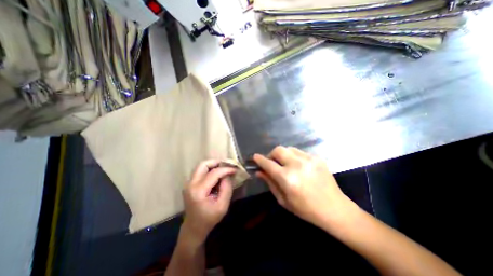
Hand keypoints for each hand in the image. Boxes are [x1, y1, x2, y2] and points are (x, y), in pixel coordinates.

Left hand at [181, 159, 236, 243]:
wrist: (193, 229)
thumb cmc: (209, 219)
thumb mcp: (222, 206)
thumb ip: (226, 188)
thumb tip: (227, 175)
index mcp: (199, 191)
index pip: (214, 173)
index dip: (226, 169)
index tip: (235, 169)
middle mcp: (191, 184)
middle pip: (203, 164)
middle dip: (216, 162)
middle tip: (227, 165)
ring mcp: (188, 183)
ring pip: (201, 166)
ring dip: (213, 165)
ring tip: (223, 169)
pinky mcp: (190, 184)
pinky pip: (200, 171)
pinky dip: (209, 169)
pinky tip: (217, 175)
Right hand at [254, 146, 353, 228]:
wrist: (334, 209)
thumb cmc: (305, 209)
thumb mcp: (283, 199)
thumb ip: (270, 183)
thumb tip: (259, 171)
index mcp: (287, 178)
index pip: (268, 163)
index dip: (259, 159)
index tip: (255, 157)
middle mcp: (297, 165)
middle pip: (278, 150)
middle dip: (271, 155)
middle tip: (272, 163)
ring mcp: (309, 159)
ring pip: (288, 148)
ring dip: (283, 154)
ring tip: (285, 164)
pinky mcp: (317, 158)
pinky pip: (299, 152)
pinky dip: (294, 157)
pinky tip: (298, 166)